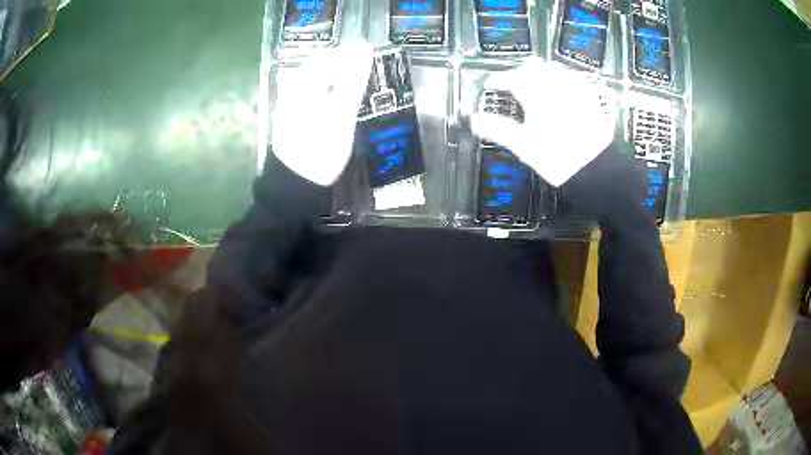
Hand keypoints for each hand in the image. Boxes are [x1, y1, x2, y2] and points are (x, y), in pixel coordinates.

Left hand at [271, 42, 374, 185]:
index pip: (328, 58)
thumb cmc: (320, 149)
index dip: (351, 53)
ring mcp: (290, 105)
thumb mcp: (340, 114)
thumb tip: (364, 48)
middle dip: (343, 64)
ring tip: (356, 81)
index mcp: (302, 85)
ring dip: (336, 77)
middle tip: (367, 67)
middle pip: (320, 68)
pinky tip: (337, 100)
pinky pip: (313, 95)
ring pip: (316, 82)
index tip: (371, 53)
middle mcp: (292, 90)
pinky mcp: (293, 119)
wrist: (295, 185)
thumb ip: (352, 80)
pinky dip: (329, 92)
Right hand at [471, 59, 615, 186]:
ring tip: (535, 81)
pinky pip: (574, 77)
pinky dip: (563, 78)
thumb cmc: (556, 156)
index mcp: (535, 93)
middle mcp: (554, 85)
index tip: (490, 84)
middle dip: (519, 71)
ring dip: (541, 71)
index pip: (511, 78)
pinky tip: (563, 86)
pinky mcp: (589, 97)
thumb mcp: (523, 144)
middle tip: (512, 81)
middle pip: (533, 67)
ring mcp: (574, 89)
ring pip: (554, 68)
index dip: (497, 79)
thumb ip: (497, 129)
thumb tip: (474, 120)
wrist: (595, 167)